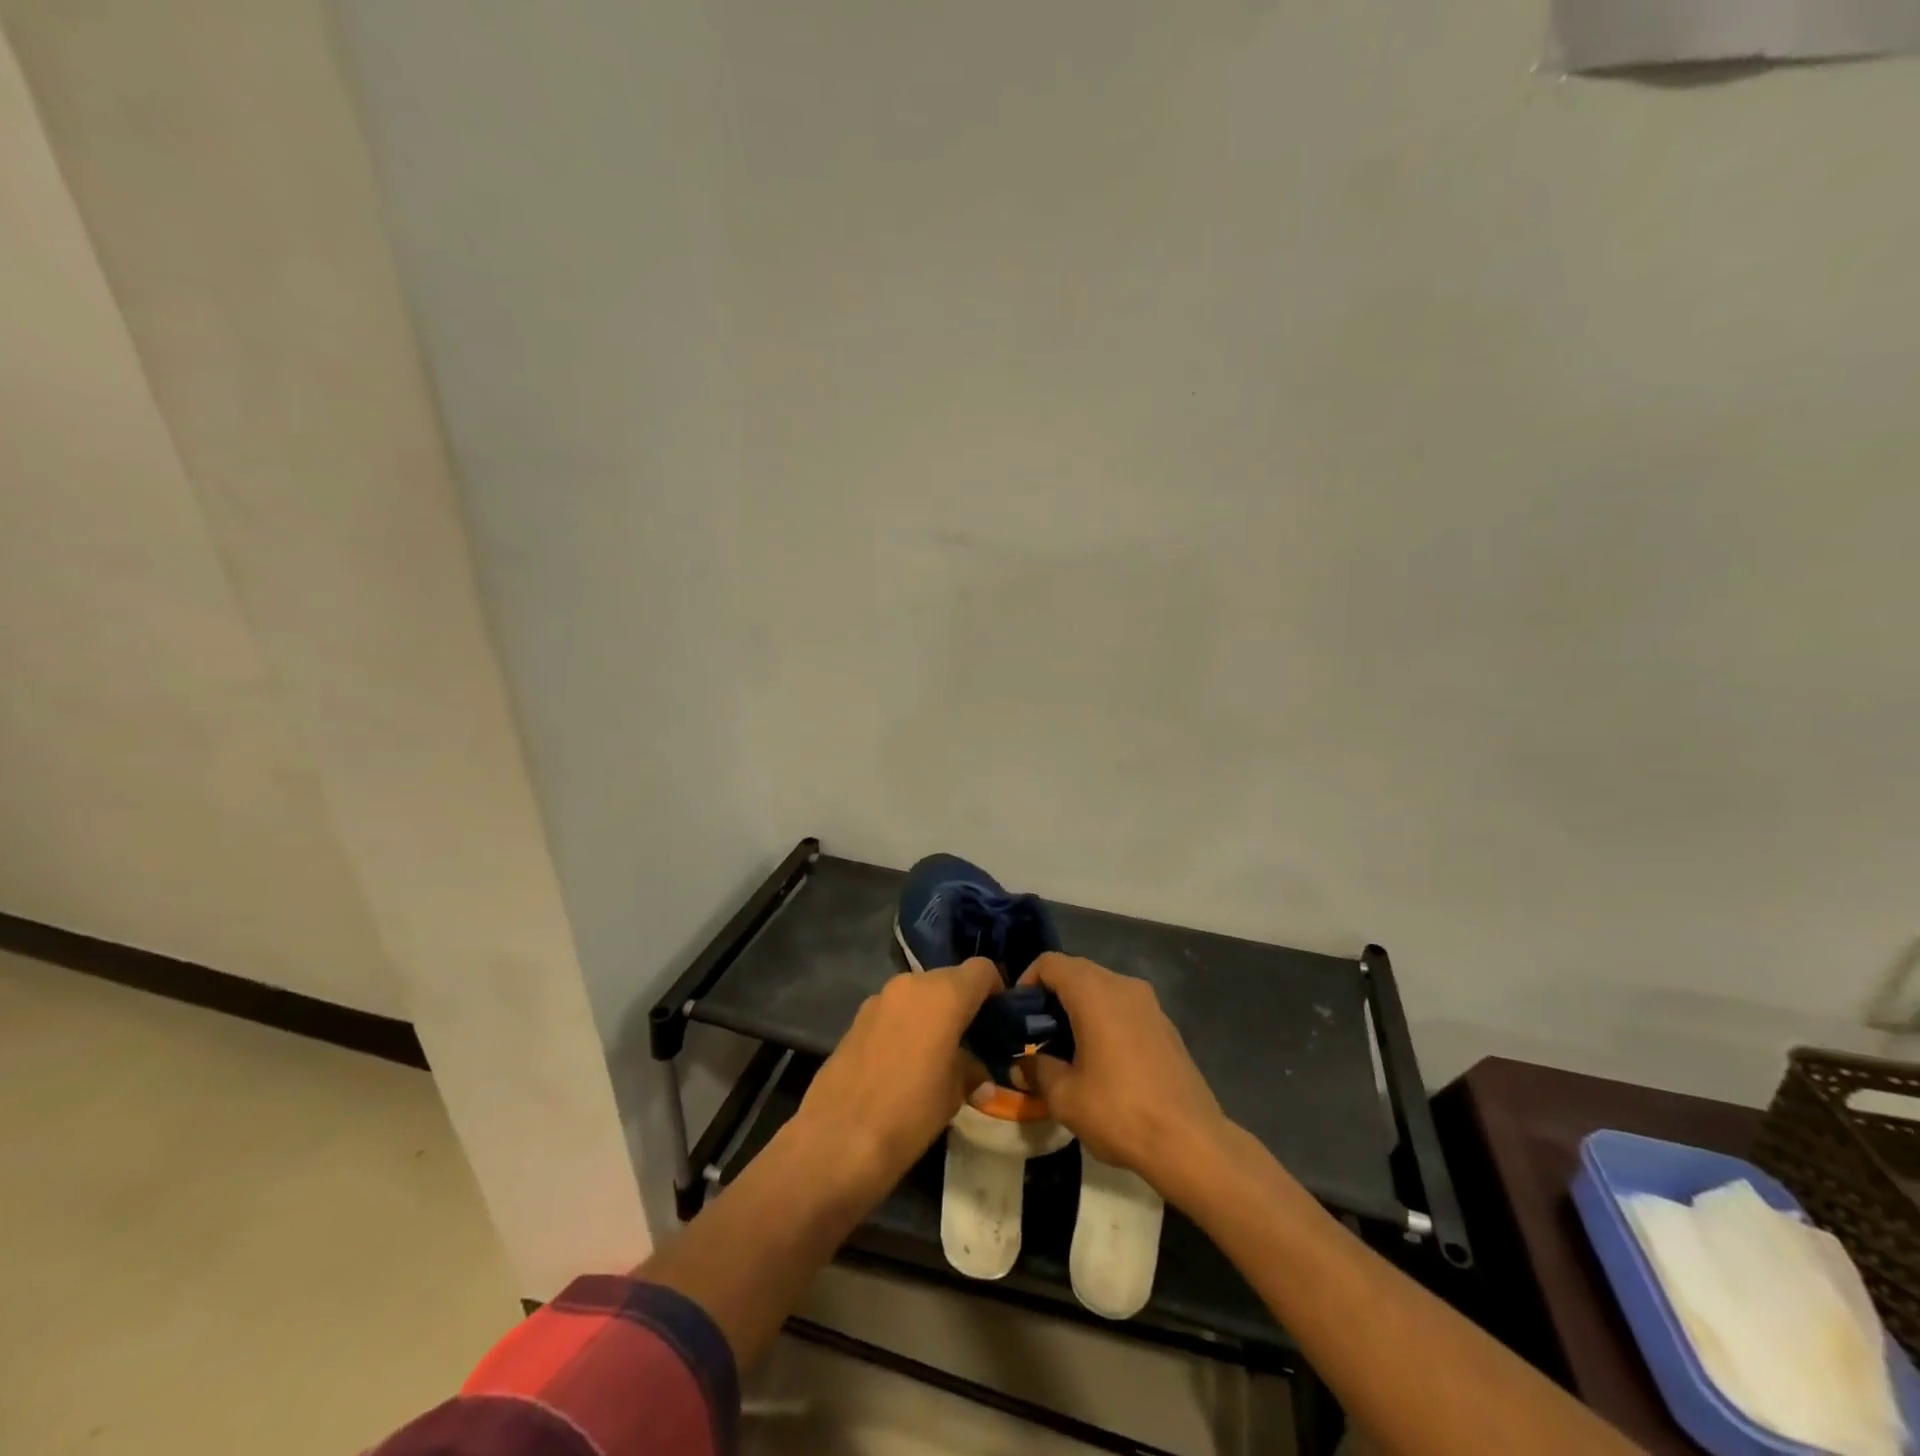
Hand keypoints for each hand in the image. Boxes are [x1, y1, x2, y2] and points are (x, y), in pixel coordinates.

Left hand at [792, 958, 998, 1198]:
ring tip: (937, 1052)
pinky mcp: (856, 1017)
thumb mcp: (953, 1094)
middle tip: (971, 1039)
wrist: (837, 1139)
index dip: (995, 989)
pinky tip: (904, 1061)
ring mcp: (879, 998)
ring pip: (918, 993)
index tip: (999, 1018)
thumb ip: (970, 1071)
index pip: (982, 970)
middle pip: (948, 978)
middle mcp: (912, 984)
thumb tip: (980, 1076)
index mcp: (944, 994)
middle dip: (962, 1002)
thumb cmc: (909, 1113)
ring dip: (932, 1013)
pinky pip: (894, 1010)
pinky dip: (906, 1024)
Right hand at [1018, 954, 1236, 1203]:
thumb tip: (1022, 1064)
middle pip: (1076, 971)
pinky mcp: (1165, 1025)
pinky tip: (1101, 1059)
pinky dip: (1104, 1018)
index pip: (1050, 963)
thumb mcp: (1064, 1097)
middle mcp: (1123, 985)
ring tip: (1065, 1048)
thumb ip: (1037, 1070)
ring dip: (1079, 1007)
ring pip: (1102, 988)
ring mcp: (1149, 1003)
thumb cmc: (1120, 1112)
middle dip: (1052, 995)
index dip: (1027, 981)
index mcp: (1094, 992)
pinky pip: (1123, 1007)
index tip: (1017, 1015)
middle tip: (1036, 1033)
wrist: (1191, 1142)